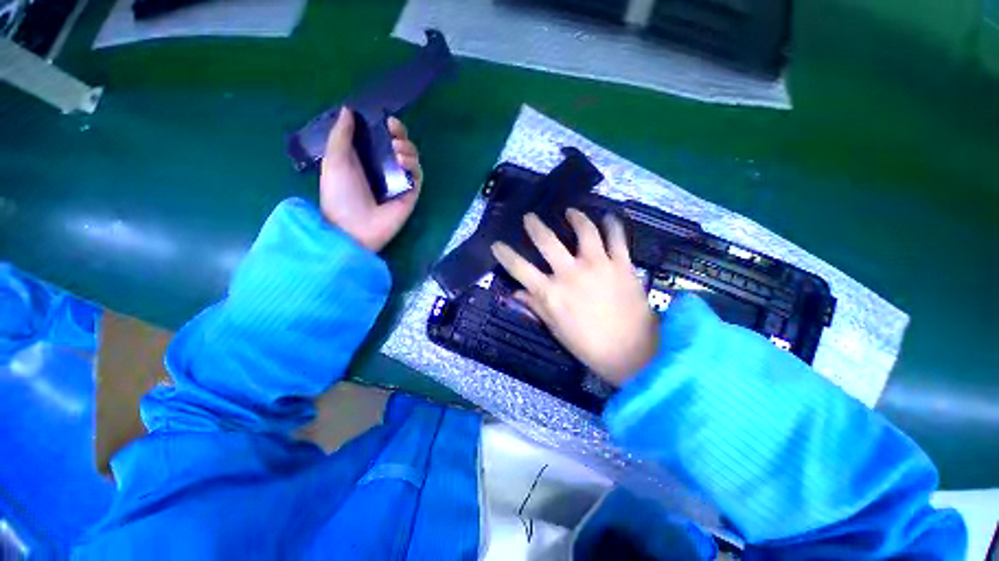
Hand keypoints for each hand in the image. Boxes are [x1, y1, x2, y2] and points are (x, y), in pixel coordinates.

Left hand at [319, 107, 423, 251]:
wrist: (353, 227)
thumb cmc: (340, 195)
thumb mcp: (334, 161)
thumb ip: (341, 136)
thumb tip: (348, 110)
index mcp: (364, 159)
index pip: (380, 139)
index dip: (385, 128)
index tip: (386, 120)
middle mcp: (384, 169)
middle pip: (400, 147)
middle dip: (400, 135)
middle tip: (395, 131)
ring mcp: (399, 182)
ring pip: (412, 159)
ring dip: (408, 149)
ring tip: (397, 151)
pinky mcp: (411, 194)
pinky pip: (417, 176)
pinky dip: (413, 166)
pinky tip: (402, 162)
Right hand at [491, 210, 658, 385]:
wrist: (633, 353)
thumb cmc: (589, 346)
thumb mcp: (556, 329)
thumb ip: (536, 307)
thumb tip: (516, 293)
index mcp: (552, 293)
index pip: (520, 268)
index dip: (505, 255)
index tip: (496, 244)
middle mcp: (571, 273)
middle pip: (547, 241)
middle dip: (534, 225)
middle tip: (530, 217)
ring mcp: (598, 265)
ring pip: (584, 231)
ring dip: (576, 217)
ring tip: (571, 212)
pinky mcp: (622, 264)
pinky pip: (616, 237)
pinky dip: (612, 225)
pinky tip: (607, 218)